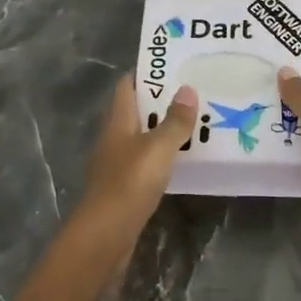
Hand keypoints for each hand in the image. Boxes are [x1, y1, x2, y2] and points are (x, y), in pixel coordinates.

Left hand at [74, 75, 198, 244]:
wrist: (105, 234)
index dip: (146, 73)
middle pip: (135, 110)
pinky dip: (162, 155)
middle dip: (160, 101)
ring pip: (141, 137)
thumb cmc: (130, 183)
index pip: (127, 86)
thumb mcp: (158, 148)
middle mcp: (113, 138)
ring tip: (194, 122)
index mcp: (118, 122)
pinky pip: (145, 161)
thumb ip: (174, 121)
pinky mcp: (123, 187)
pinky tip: (181, 159)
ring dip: (162, 129)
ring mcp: (116, 163)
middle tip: (193, 92)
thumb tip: (187, 89)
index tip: (172, 65)